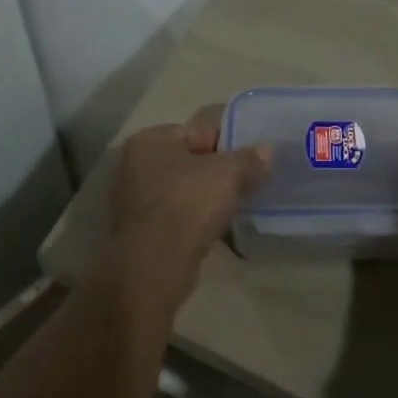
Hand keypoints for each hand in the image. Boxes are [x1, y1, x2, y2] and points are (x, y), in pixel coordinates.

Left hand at [102, 109, 271, 308]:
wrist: (154, 265)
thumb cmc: (188, 203)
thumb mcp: (229, 173)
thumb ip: (249, 158)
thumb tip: (267, 150)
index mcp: (149, 140)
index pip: (197, 132)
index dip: (228, 144)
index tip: (249, 161)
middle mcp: (132, 164)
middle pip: (188, 162)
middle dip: (215, 173)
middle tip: (244, 184)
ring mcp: (130, 200)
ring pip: (180, 191)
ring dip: (204, 198)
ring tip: (232, 208)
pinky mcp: (135, 232)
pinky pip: (172, 217)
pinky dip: (191, 220)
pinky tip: (213, 230)